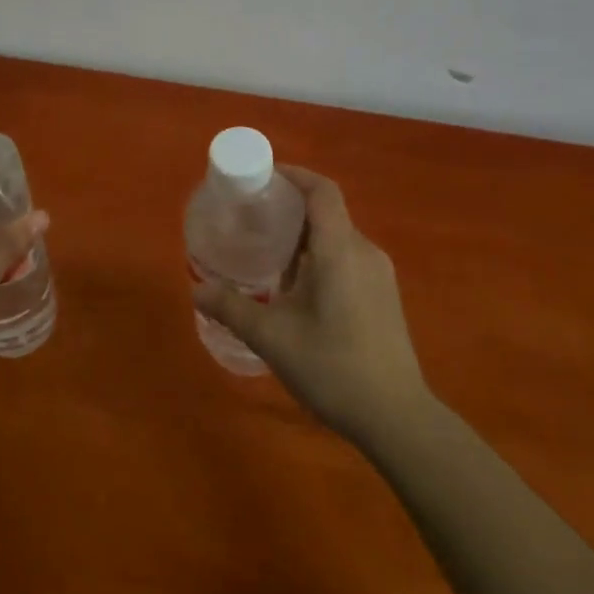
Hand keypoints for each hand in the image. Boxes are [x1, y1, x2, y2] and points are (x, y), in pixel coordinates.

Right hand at [193, 167, 429, 448]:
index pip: (322, 191)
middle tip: (253, 219)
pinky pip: (347, 259)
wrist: (397, 418)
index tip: (264, 177)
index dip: (295, 175)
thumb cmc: (333, 368)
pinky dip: (320, 258)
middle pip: (327, 213)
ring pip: (337, 239)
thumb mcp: (272, 338)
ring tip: (268, 254)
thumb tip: (196, 289)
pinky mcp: (384, 296)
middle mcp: (364, 252)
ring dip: (304, 238)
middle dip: (290, 209)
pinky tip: (297, 289)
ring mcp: (379, 275)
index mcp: (340, 250)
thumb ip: (232, 308)